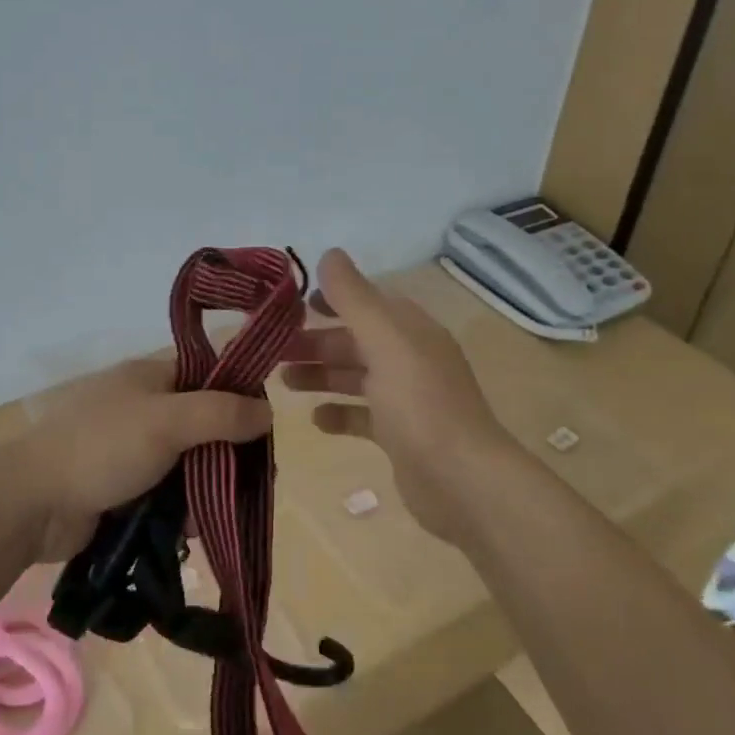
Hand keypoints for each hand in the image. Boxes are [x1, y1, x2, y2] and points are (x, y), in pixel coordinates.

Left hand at [16, 357, 273, 560]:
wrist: (33, 503)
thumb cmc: (101, 448)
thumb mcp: (166, 421)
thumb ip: (220, 413)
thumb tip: (269, 411)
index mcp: (152, 376)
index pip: (210, 376)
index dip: (240, 398)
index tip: (265, 433)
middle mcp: (146, 407)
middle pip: (204, 424)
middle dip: (227, 455)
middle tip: (252, 485)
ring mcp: (134, 448)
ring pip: (189, 463)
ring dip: (206, 487)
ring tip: (223, 514)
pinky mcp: (126, 486)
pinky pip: (168, 493)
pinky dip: (182, 508)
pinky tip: (192, 530)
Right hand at [280, 248, 519, 544]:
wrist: (461, 481)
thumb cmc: (419, 404)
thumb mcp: (384, 341)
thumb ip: (354, 298)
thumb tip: (330, 253)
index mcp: (411, 332)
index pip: (368, 303)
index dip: (332, 299)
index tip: (291, 306)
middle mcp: (410, 360)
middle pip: (355, 341)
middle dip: (315, 341)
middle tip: (272, 349)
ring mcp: (406, 400)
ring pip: (355, 377)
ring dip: (320, 375)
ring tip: (282, 382)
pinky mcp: (400, 436)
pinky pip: (362, 416)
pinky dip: (338, 414)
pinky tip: (316, 420)